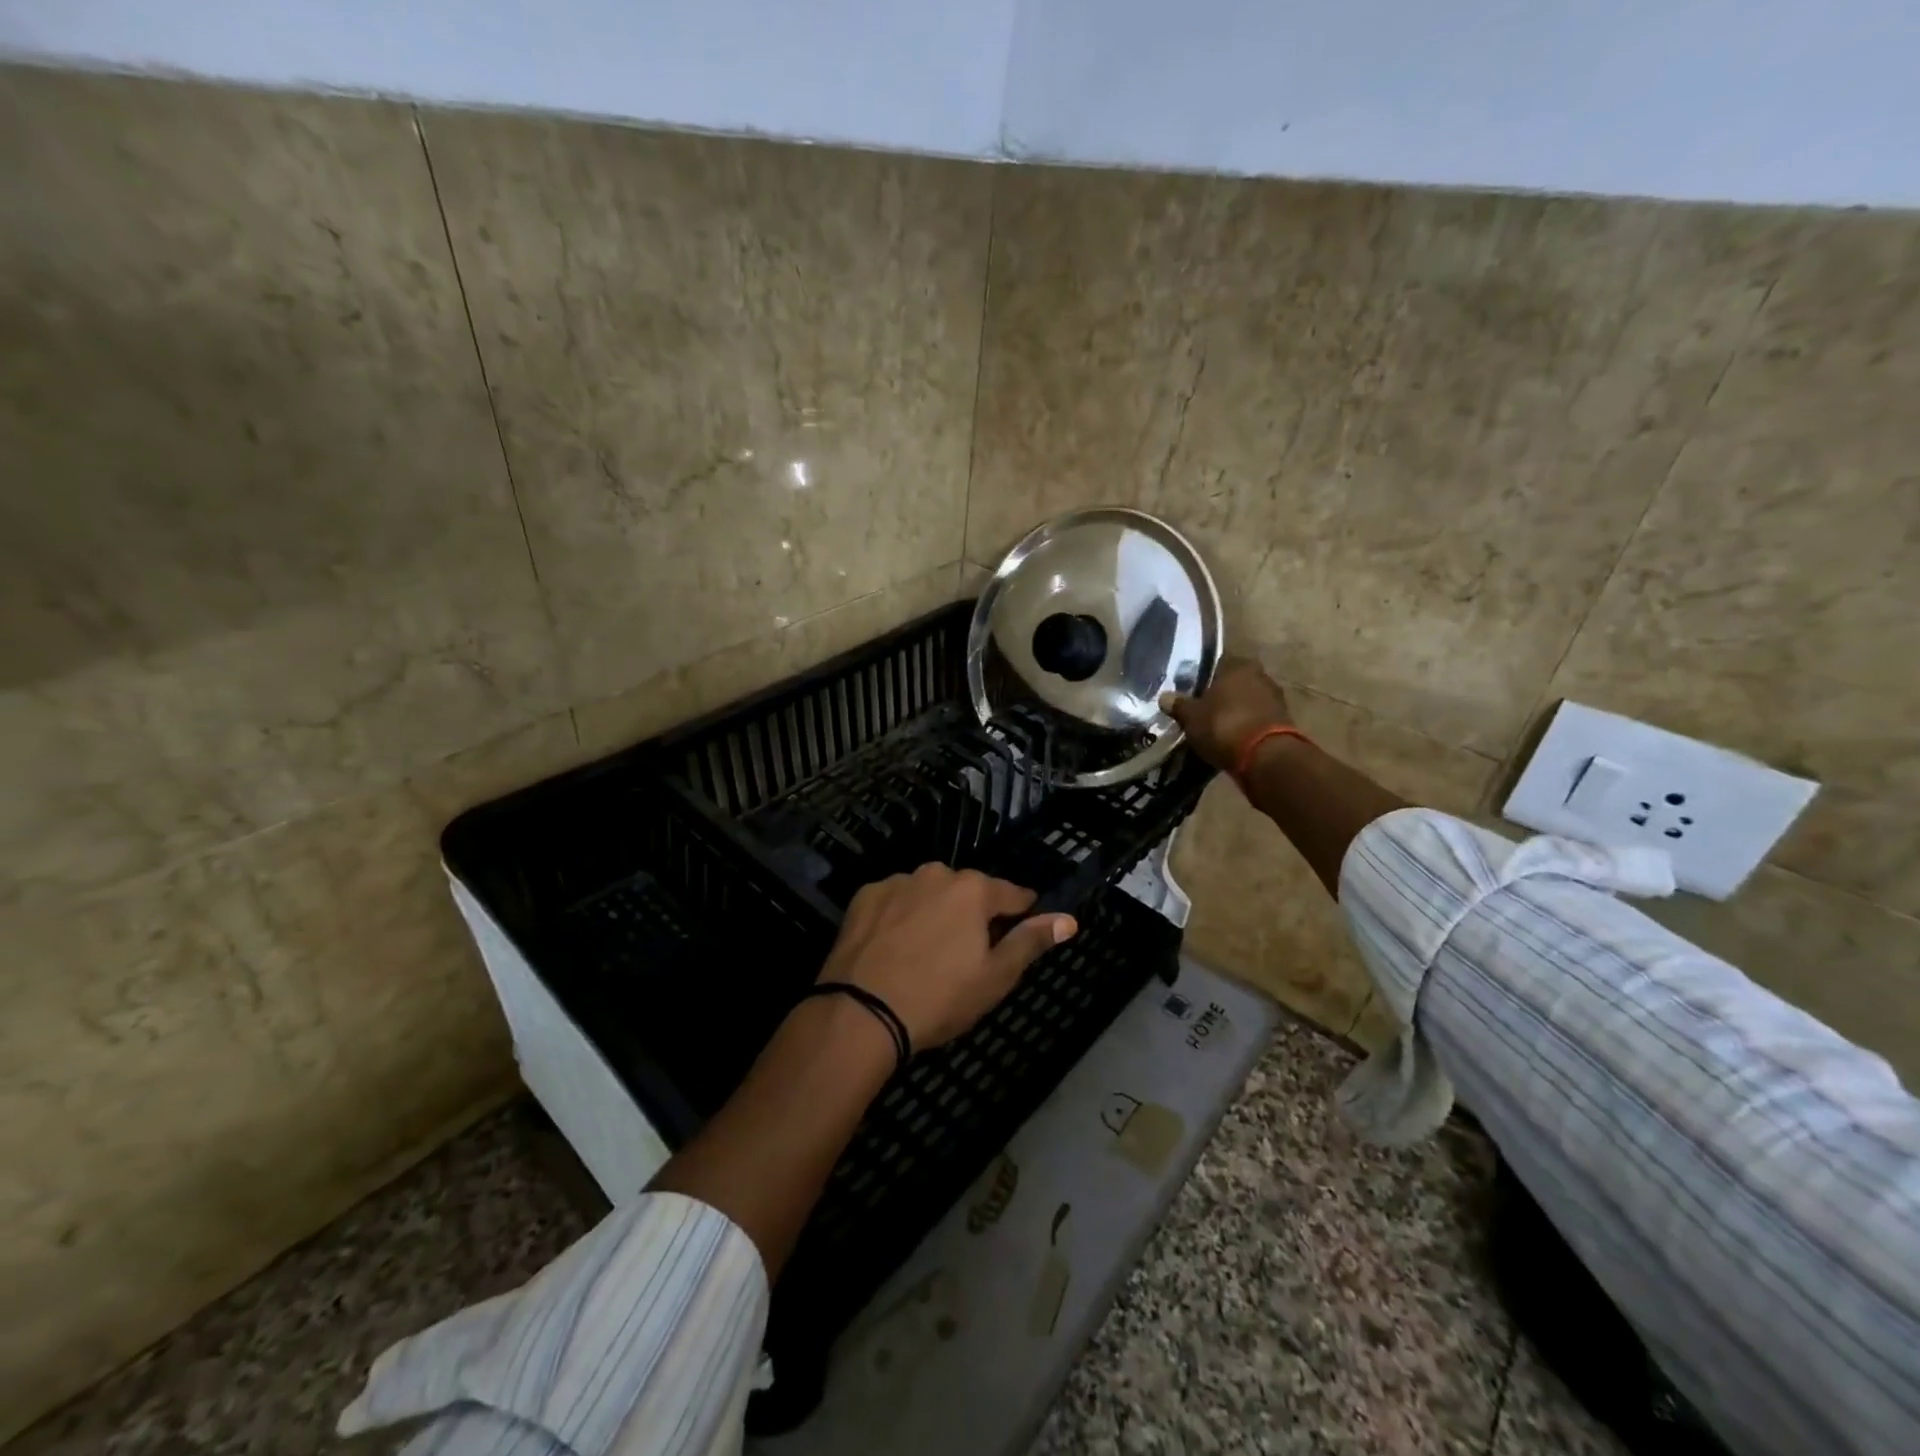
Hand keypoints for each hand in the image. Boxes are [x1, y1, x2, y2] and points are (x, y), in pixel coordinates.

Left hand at [819, 865, 1077, 1049]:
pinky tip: (894, 948)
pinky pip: (895, 900)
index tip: (1018, 932)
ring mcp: (897, 882)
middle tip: (965, 954)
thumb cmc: (939, 998)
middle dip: (972, 914)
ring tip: (926, 952)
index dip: (1020, 913)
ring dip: (935, 912)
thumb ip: (1031, 941)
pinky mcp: (865, 896)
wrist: (861, 1013)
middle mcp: (936, 873)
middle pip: (967, 891)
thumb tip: (1069, 919)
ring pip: (929, 893)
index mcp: (974, 889)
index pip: (1012, 894)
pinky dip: (900, 916)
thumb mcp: (996, 977)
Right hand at [1159, 656, 1294, 771]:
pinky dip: (1246, 726)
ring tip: (1216, 727)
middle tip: (1202, 710)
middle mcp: (1260, 675)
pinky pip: (1257, 719)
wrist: (1265, 757)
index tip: (1191, 691)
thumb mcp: (1191, 717)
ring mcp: (1275, 698)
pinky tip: (1232, 738)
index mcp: (1237, 665)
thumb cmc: (1223, 725)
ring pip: (1247, 701)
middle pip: (1234, 682)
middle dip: (1220, 695)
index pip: (1217, 663)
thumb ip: (1178, 705)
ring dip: (1235, 711)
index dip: (1203, 677)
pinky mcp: (1284, 722)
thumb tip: (1164, 697)